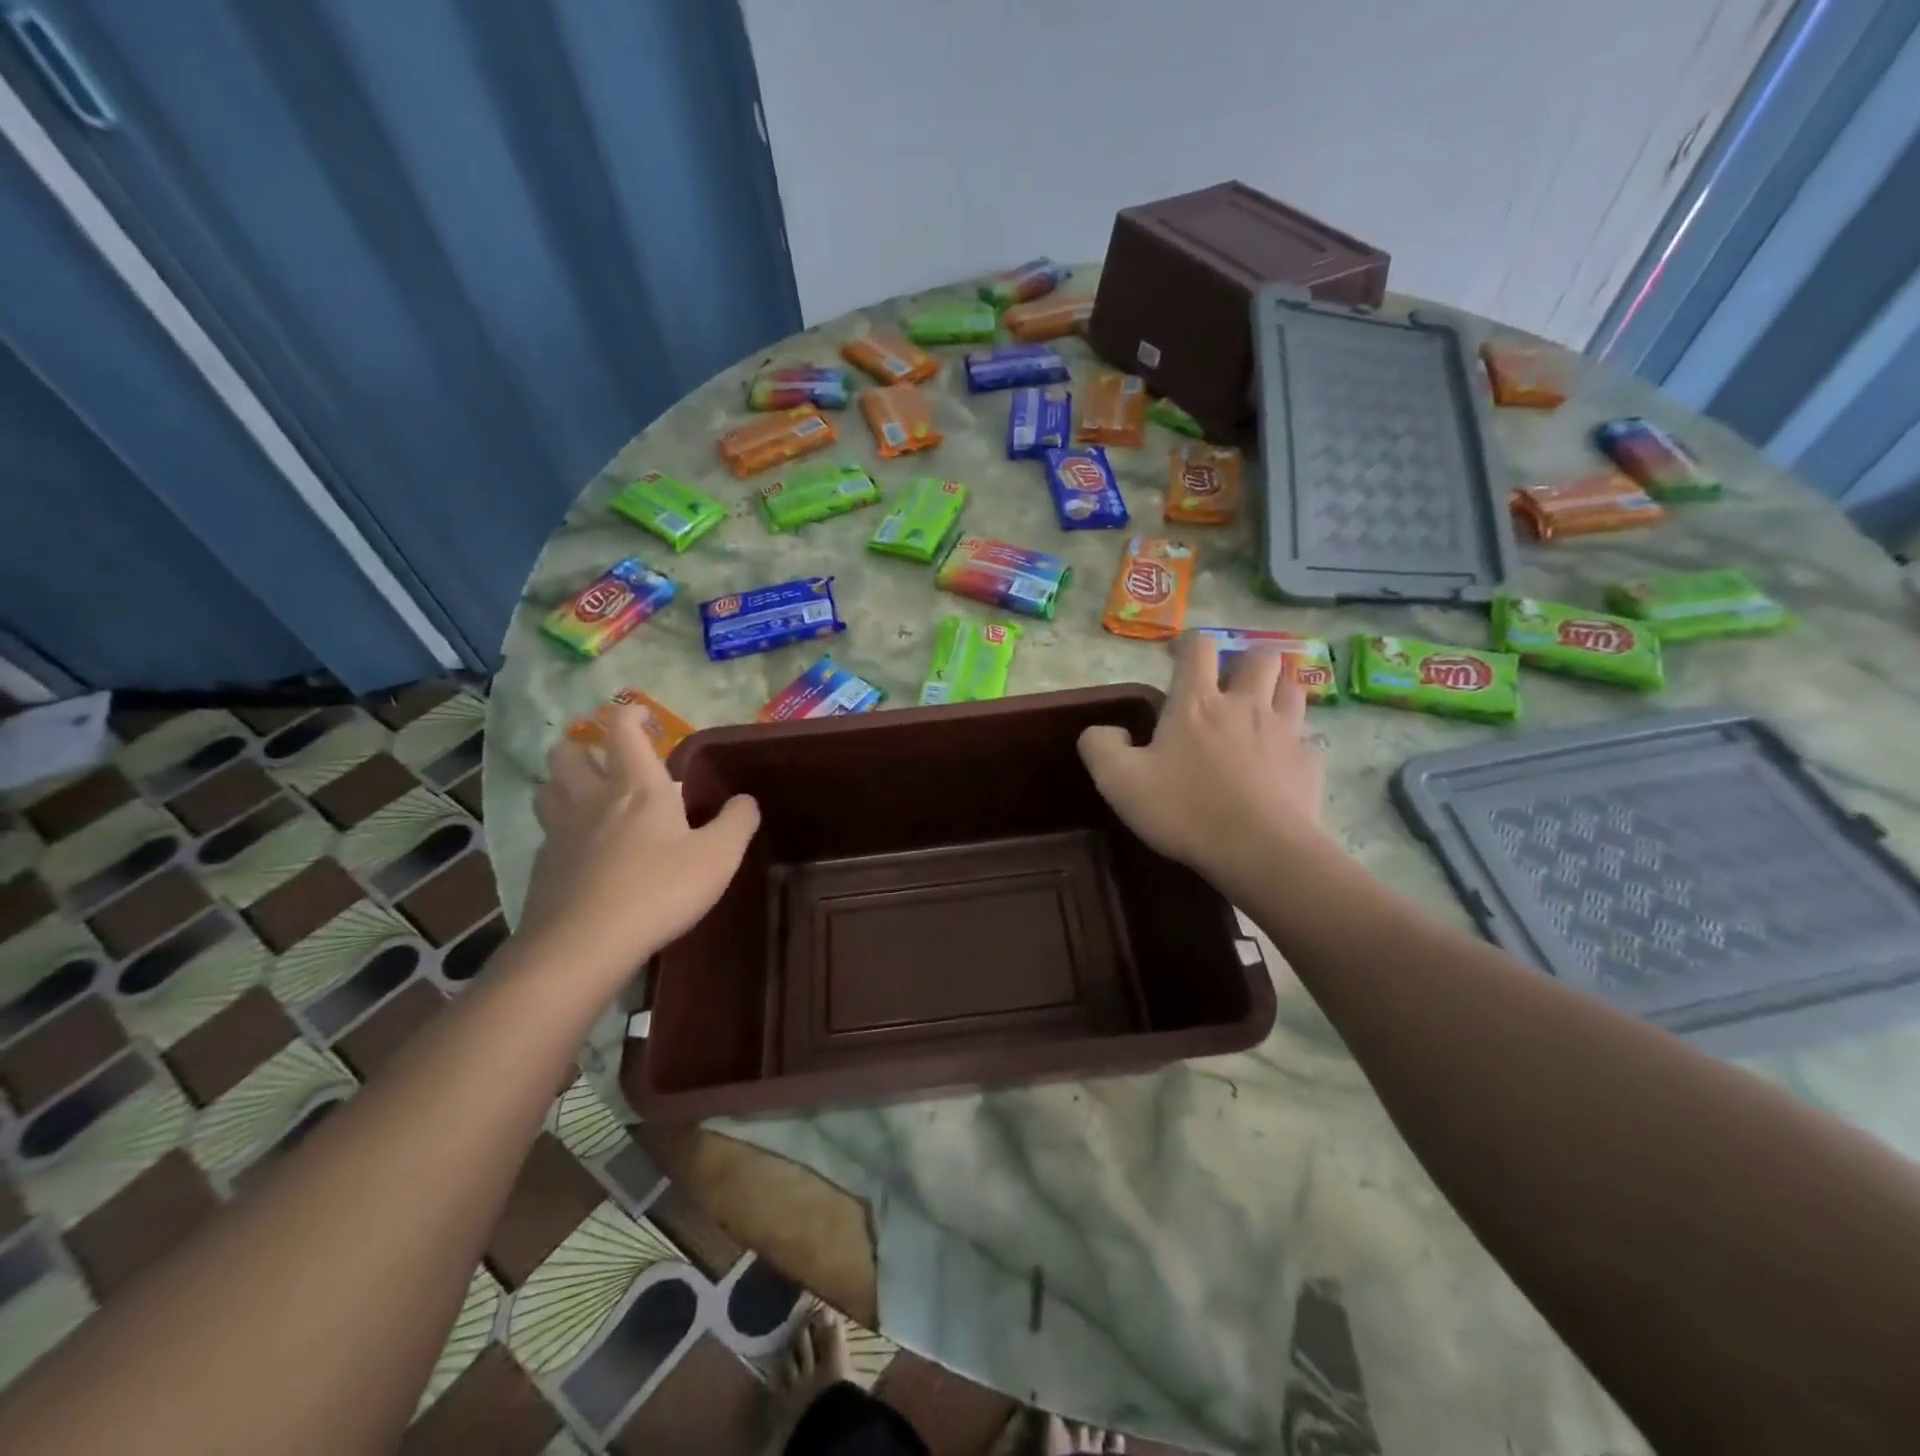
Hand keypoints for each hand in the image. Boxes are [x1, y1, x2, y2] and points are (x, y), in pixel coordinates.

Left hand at [516, 706, 759, 988]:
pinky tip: (580, 849)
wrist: (584, 944)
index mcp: (637, 787)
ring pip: (547, 788)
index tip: (640, 713)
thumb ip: (736, 823)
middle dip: (582, 746)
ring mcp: (560, 832)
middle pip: (567, 753)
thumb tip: (745, 800)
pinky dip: (560, 828)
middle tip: (605, 759)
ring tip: (585, 796)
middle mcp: (592, 798)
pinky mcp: (542, 866)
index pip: (623, 731)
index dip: (629, 714)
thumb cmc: (659, 890)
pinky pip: (546, 832)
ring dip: (562, 782)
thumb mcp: (718, 857)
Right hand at [1078, 635, 1327, 881]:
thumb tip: (1105, 731)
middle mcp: (1245, 706)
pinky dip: (1292, 746)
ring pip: (1293, 690)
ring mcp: (1285, 733)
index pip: (1198, 647)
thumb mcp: (1118, 781)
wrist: (1260, 851)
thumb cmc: (1184, 810)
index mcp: (1197, 703)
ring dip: (1278, 692)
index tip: (1179, 658)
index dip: (1188, 644)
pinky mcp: (1309, 764)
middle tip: (1231, 685)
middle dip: (1247, 661)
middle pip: (1261, 657)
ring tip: (1262, 713)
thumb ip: (1100, 746)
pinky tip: (1279, 767)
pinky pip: (1305, 741)